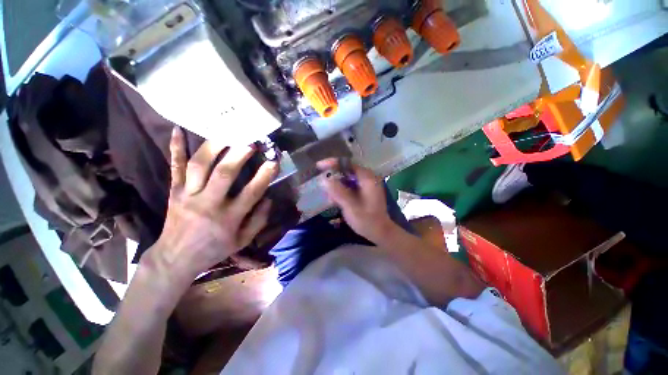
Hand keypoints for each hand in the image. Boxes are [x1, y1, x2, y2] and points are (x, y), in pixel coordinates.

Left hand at [147, 127, 278, 279]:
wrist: (175, 258)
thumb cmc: (214, 249)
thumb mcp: (243, 241)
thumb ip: (259, 220)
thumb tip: (269, 198)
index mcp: (228, 218)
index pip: (251, 193)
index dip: (264, 176)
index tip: (274, 161)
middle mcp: (208, 203)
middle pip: (223, 173)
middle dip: (238, 154)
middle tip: (251, 140)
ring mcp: (188, 195)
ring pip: (199, 165)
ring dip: (213, 146)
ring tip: (226, 132)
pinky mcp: (174, 191)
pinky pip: (174, 167)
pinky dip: (175, 148)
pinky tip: (177, 129)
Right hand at [317, 158, 395, 243]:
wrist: (381, 232)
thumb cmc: (367, 220)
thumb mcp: (351, 207)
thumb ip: (338, 192)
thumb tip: (324, 179)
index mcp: (367, 178)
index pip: (348, 164)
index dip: (332, 163)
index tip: (319, 166)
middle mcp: (367, 178)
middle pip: (346, 170)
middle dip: (333, 176)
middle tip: (321, 182)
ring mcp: (366, 184)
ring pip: (347, 178)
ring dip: (336, 185)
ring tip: (328, 196)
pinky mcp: (364, 191)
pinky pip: (349, 186)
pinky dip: (341, 190)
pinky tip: (335, 200)